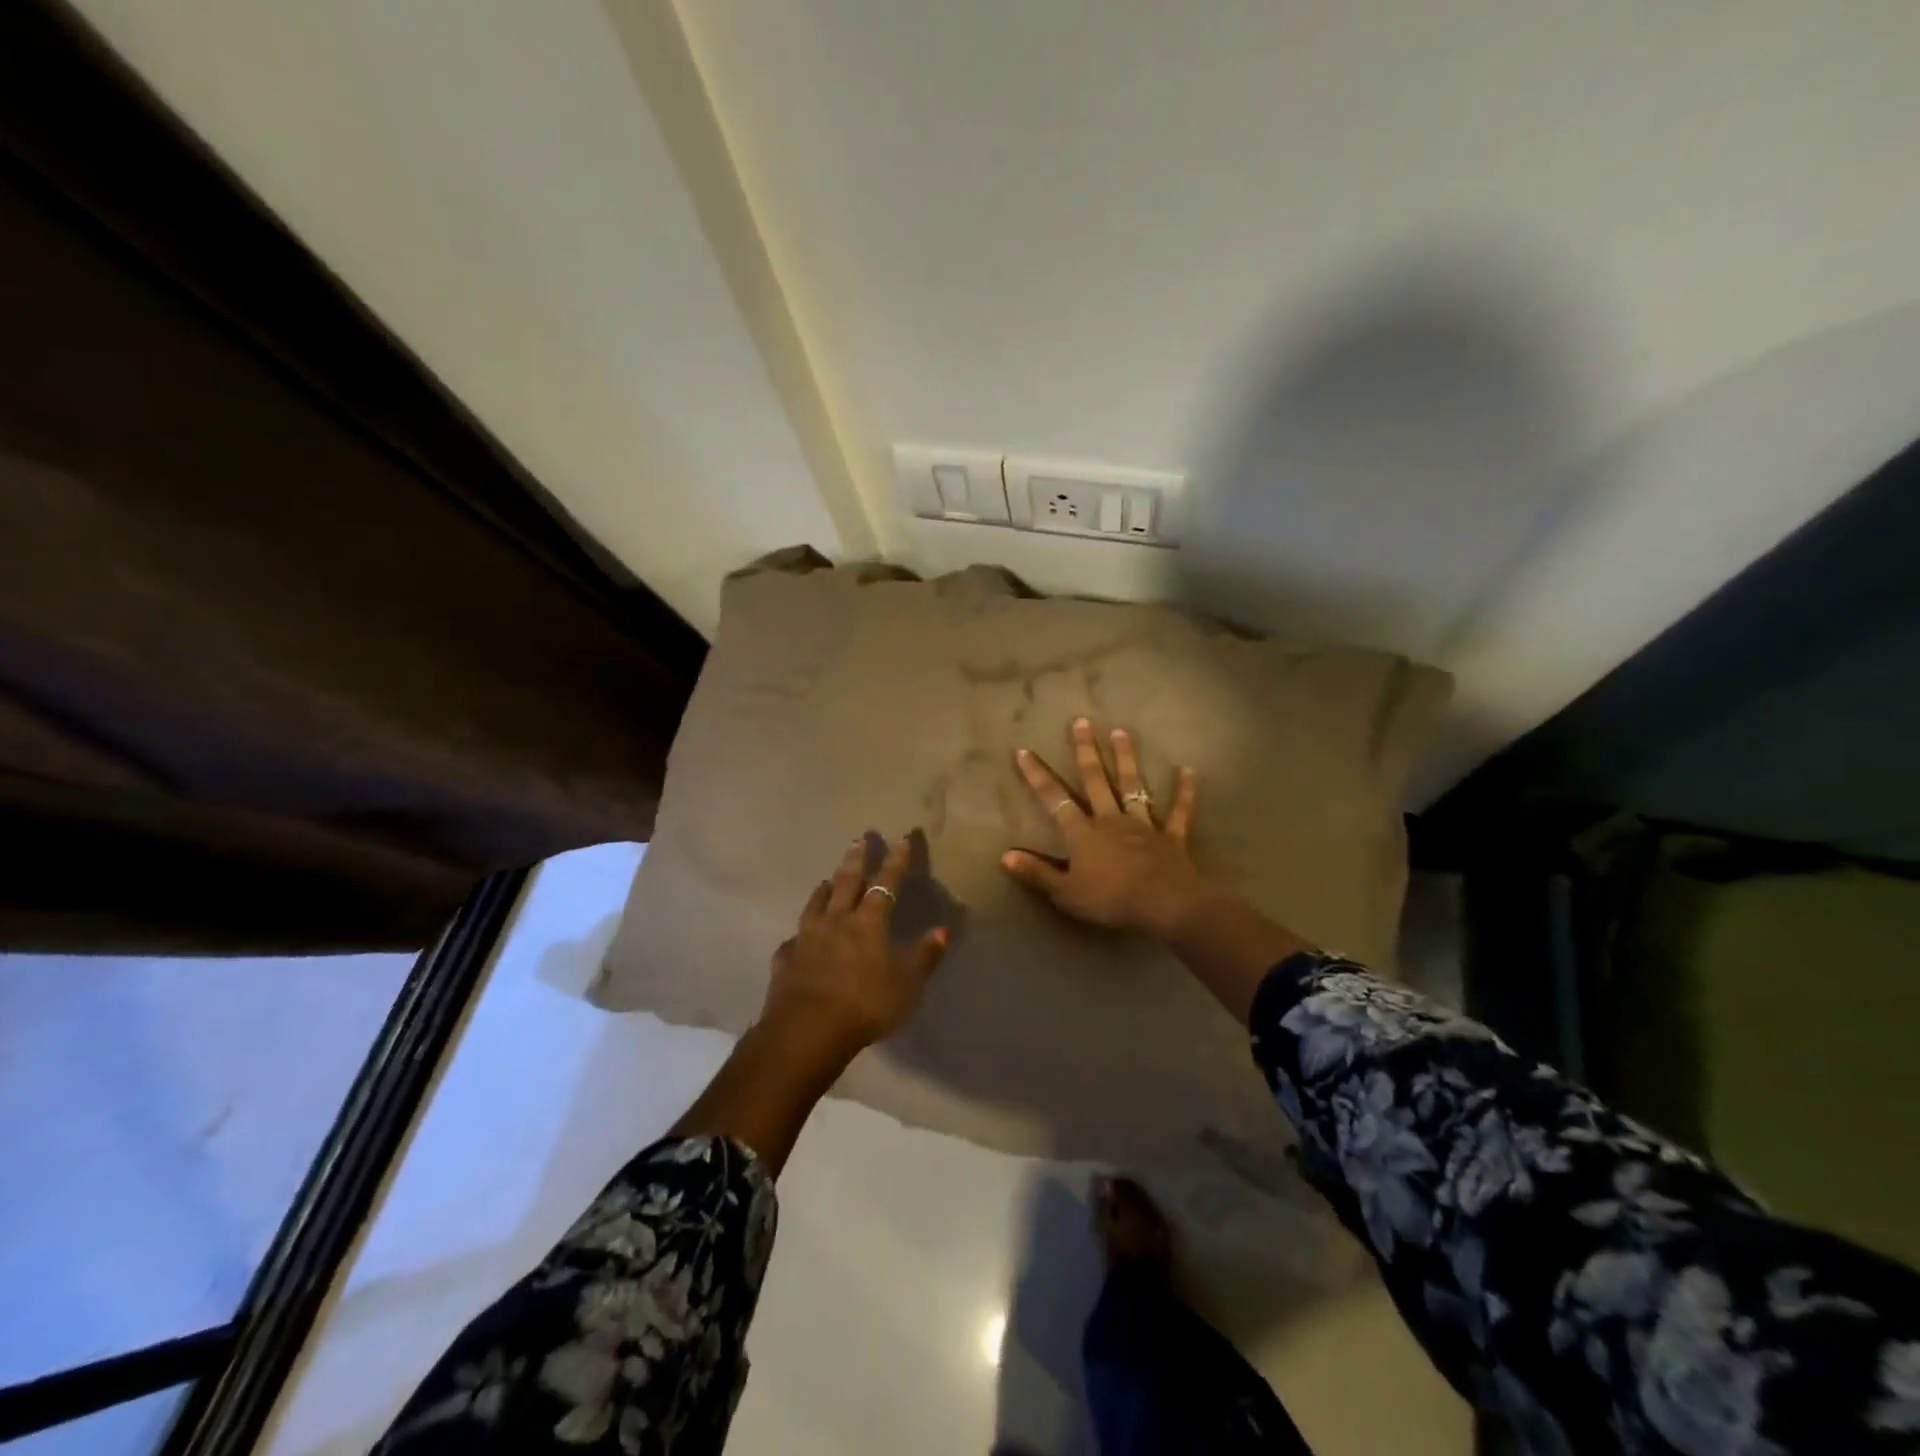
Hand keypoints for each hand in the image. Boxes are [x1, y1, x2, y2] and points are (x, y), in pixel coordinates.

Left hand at [760, 835, 950, 1054]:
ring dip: (823, 890)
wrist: (807, 1030)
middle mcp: (836, 921)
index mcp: (868, 923)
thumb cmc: (865, 1004)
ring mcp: (806, 938)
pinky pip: (794, 941)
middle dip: (855, 860)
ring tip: (826, 879)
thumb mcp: (907, 984)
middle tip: (858, 838)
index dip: (897, 861)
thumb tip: (943, 929)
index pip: (886, 884)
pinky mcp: (785, 960)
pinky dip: (799, 935)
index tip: (903, 837)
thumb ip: (925, 956)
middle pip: (846, 882)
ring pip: (815, 905)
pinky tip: (797, 938)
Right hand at [1002, 718, 1211, 938]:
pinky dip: (1185, 792)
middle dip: (1086, 750)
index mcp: (1083, 833)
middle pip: (1095, 780)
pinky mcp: (1171, 836)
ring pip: (1132, 786)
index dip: (1037, 775)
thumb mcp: (1065, 893)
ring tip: (1121, 731)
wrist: (1163, 903)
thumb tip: (1005, 856)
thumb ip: (1037, 873)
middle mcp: (1110, 819)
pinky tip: (1189, 770)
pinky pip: (1179, 811)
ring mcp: (1142, 825)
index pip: (1054, 799)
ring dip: (1126, 758)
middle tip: (1082, 721)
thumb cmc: (1110, 899)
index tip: (1024, 750)